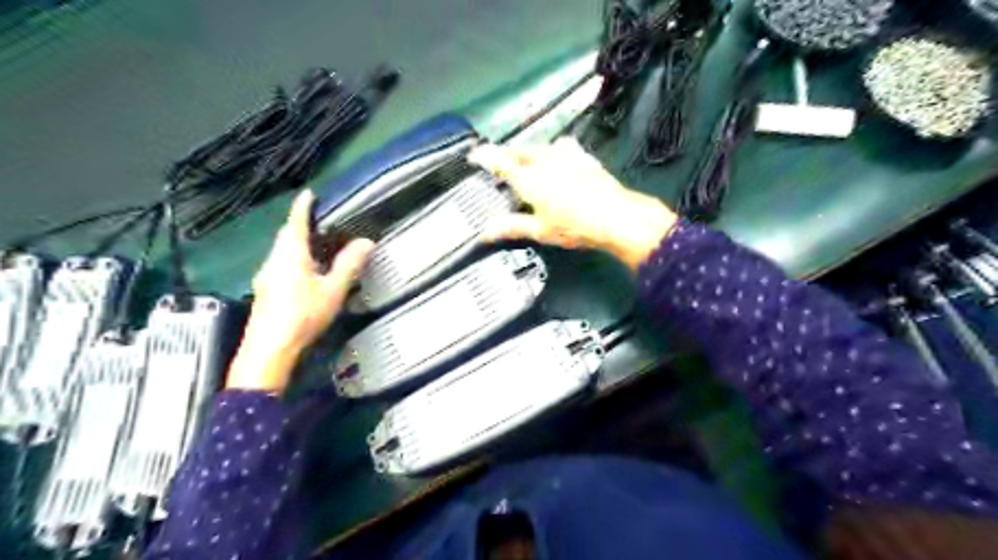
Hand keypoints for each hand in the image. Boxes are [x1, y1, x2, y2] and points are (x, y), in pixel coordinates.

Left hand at [224, 190, 374, 391]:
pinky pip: (279, 264)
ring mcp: (266, 276)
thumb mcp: (333, 290)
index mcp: (290, 255)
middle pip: (286, 235)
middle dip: (299, 224)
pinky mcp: (265, 291)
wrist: (269, 350)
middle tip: (317, 220)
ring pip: (281, 251)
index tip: (309, 193)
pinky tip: (304, 272)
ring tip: (316, 245)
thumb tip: (365, 242)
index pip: (296, 222)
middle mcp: (274, 261)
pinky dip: (292, 258)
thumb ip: (349, 265)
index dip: (303, 206)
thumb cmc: (302, 316)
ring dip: (296, 242)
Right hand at [468, 136, 678, 268]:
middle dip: (505, 153)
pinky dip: (552, 149)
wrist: (617, 217)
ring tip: (523, 159)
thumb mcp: (540, 231)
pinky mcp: (583, 157)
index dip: (485, 157)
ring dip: (527, 150)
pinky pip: (562, 146)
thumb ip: (512, 227)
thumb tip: (485, 232)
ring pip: (539, 146)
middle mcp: (546, 161)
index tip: (474, 155)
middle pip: (519, 150)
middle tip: (497, 159)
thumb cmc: (575, 226)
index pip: (501, 162)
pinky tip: (557, 156)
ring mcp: (566, 156)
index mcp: (530, 179)